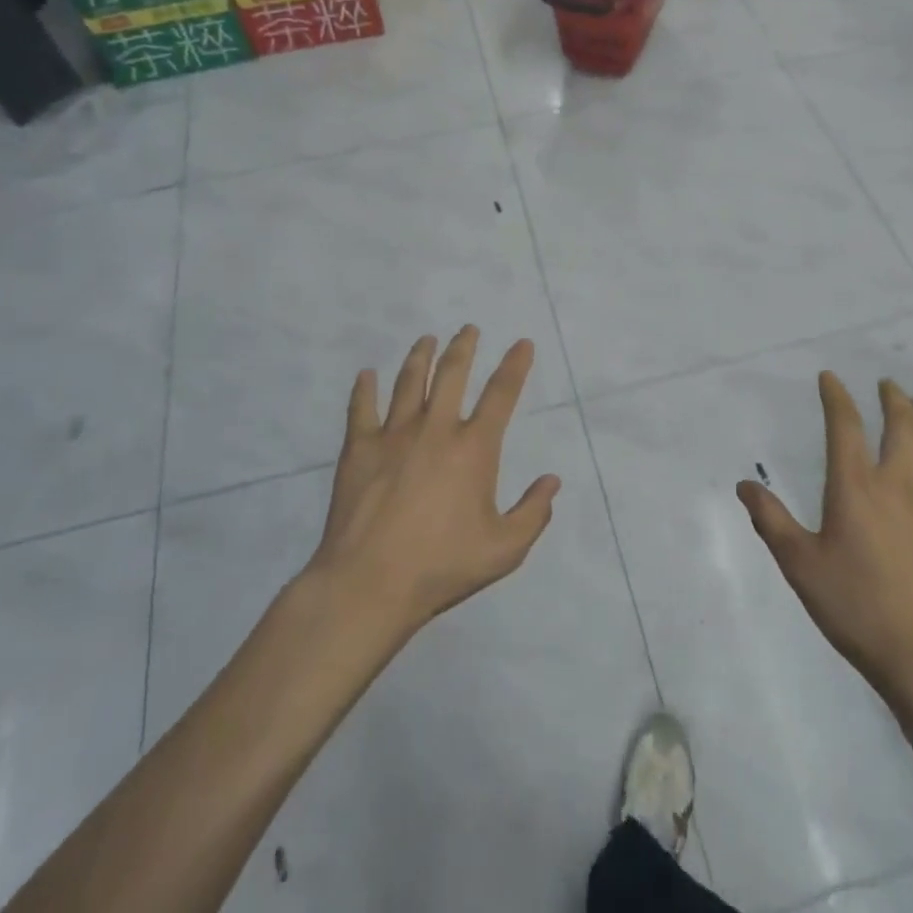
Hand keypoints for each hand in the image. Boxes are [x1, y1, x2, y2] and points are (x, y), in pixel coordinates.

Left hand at [308, 327, 559, 640]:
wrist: (369, 583)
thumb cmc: (441, 566)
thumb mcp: (503, 550)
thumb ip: (533, 514)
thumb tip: (552, 481)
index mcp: (473, 448)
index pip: (501, 394)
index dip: (515, 365)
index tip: (522, 343)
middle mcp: (436, 429)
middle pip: (451, 374)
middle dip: (462, 347)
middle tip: (468, 329)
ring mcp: (394, 435)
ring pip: (408, 382)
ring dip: (419, 356)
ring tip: (426, 339)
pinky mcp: (359, 448)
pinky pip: (361, 408)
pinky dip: (364, 388)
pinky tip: (365, 374)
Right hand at [738, 373, 912, 711]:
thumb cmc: (858, 608)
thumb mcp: (801, 566)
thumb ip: (771, 522)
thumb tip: (744, 485)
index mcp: (855, 487)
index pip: (846, 426)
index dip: (836, 397)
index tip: (830, 377)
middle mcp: (897, 484)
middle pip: (901, 427)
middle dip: (892, 399)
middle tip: (887, 383)